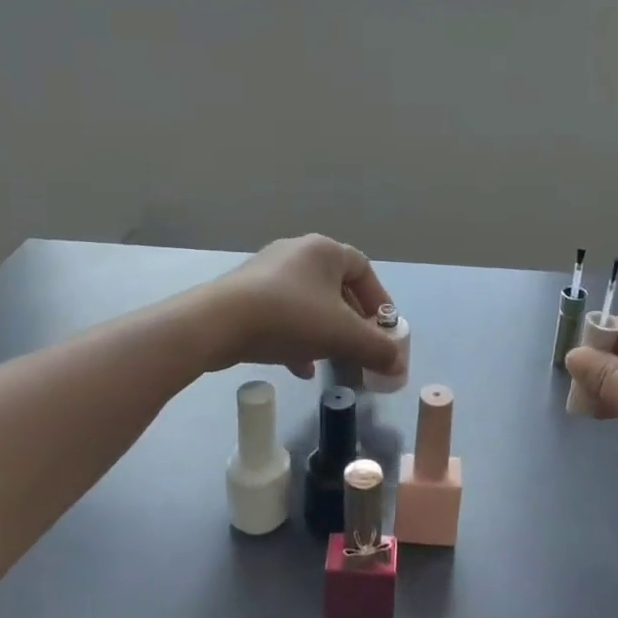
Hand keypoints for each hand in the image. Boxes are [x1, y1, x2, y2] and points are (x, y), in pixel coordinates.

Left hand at [203, 235, 403, 379]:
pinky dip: (296, 337)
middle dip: (350, 321)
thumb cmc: (290, 317)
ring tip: (330, 359)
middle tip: (358, 347)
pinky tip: (300, 367)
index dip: (378, 300)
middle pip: (335, 287)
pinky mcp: (245, 293)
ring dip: (323, 331)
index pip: (364, 269)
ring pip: (308, 302)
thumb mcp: (342, 335)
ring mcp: (267, 271)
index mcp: (324, 250)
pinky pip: (282, 313)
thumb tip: (399, 365)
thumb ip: (376, 348)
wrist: (218, 323)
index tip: (383, 329)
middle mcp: (297, 252)